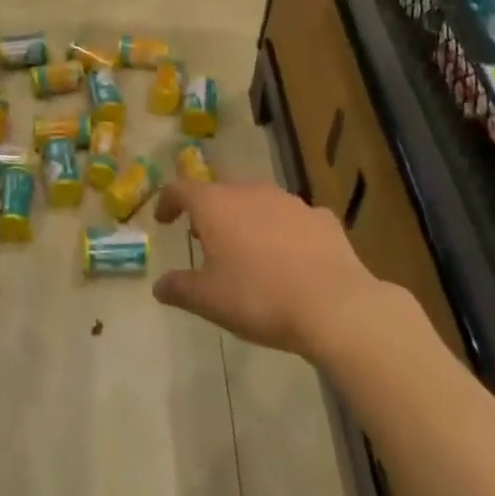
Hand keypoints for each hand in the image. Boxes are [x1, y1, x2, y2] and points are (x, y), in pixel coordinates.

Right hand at [153, 180, 411, 359]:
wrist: (335, 306)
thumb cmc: (260, 298)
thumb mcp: (210, 301)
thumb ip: (179, 288)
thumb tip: (159, 285)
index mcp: (215, 205)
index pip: (180, 189)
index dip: (167, 202)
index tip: (163, 221)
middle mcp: (249, 191)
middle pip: (220, 193)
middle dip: (209, 214)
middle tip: (205, 240)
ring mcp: (289, 200)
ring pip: (257, 202)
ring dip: (247, 220)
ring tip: (248, 250)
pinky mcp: (321, 217)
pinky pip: (293, 219)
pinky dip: (284, 232)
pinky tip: (292, 259)